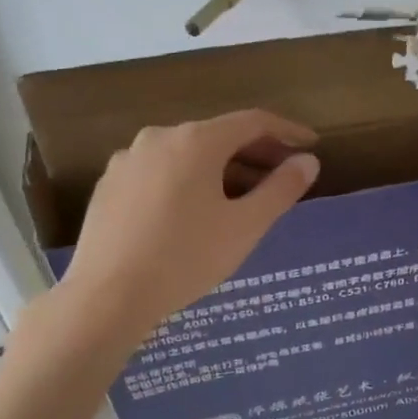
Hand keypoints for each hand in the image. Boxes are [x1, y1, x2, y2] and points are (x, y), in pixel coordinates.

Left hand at [17, 110, 319, 358]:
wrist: (107, 296)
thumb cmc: (186, 258)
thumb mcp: (245, 227)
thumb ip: (281, 189)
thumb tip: (308, 161)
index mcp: (196, 141)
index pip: (253, 122)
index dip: (287, 131)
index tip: (311, 145)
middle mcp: (159, 137)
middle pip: (219, 136)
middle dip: (256, 153)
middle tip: (283, 176)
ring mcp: (128, 160)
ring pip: (187, 155)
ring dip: (222, 169)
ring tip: (243, 199)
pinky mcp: (109, 185)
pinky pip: (160, 172)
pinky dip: (188, 181)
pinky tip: (194, 213)